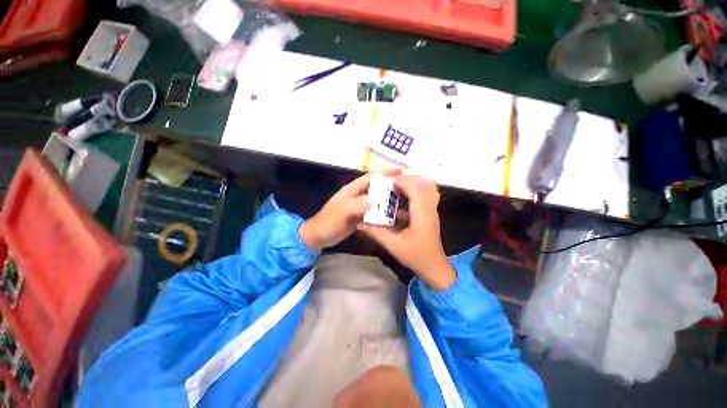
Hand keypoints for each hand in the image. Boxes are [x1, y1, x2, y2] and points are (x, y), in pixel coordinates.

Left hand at [299, 171, 397, 251]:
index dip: (385, 173)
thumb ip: (355, 205)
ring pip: (378, 200)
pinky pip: (375, 211)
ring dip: (389, 200)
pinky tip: (395, 216)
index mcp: (352, 189)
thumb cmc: (328, 222)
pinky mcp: (361, 216)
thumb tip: (374, 199)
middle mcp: (358, 195)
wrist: (319, 236)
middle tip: (409, 189)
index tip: (401, 172)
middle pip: (377, 187)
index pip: (371, 177)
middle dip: (391, 186)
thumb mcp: (340, 213)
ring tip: (406, 202)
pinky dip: (384, 212)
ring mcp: (360, 206)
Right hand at [359, 176, 455, 290]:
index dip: (402, 181)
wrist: (434, 266)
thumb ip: (377, 232)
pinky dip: (416, 189)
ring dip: (413, 183)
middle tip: (390, 182)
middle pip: (423, 184)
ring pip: (428, 187)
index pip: (416, 189)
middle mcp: (430, 209)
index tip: (387, 181)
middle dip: (406, 179)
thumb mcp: (393, 246)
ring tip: (397, 185)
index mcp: (422, 215)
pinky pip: (427, 194)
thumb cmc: (416, 256)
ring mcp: (432, 210)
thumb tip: (360, 222)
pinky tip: (403, 195)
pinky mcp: (431, 212)